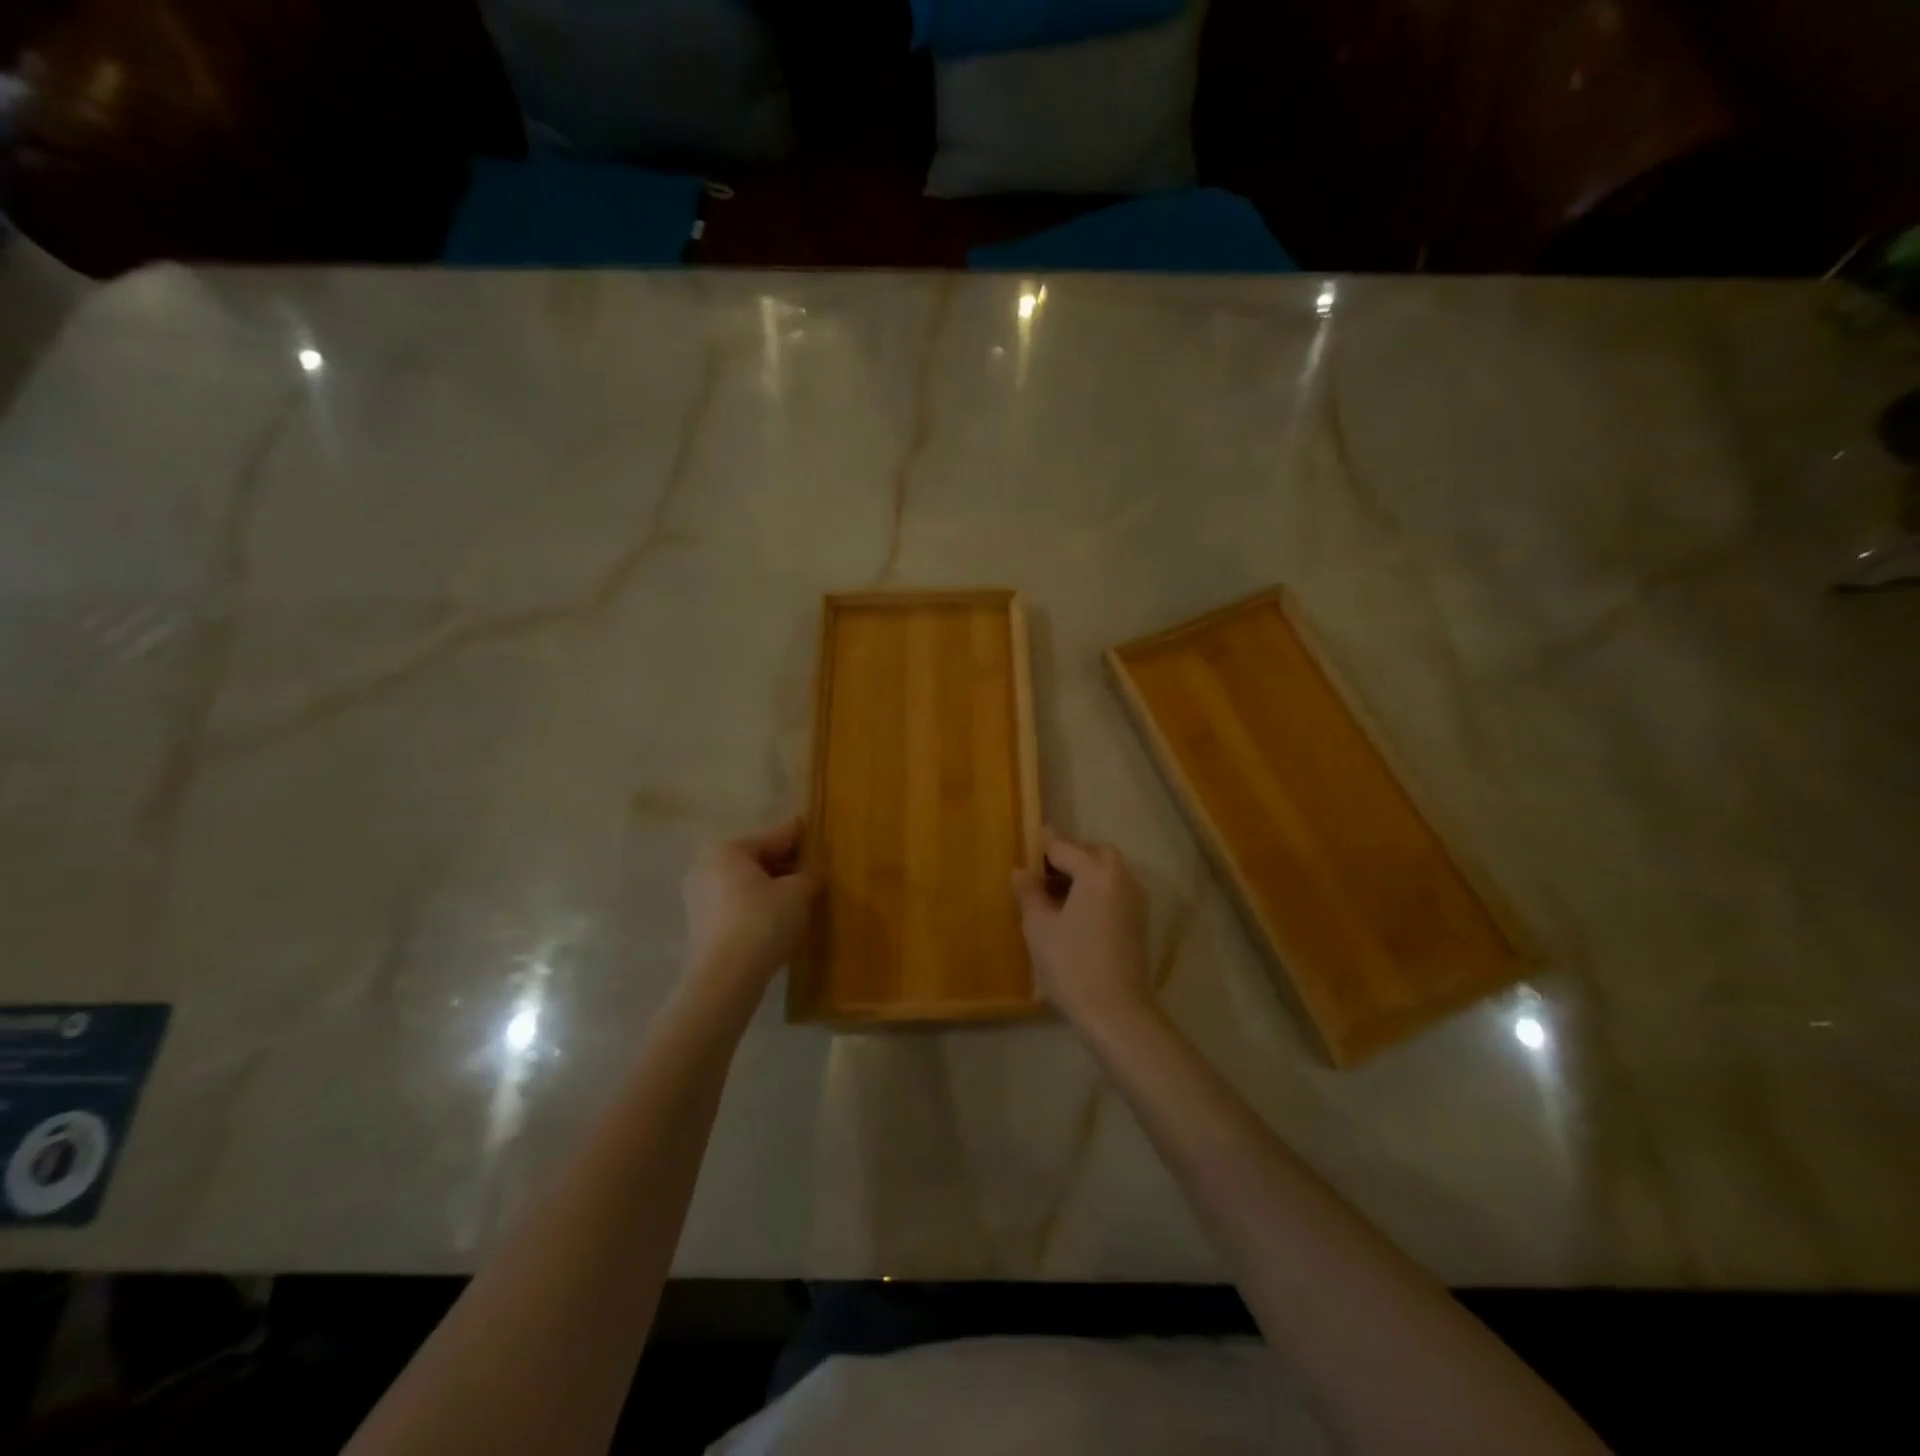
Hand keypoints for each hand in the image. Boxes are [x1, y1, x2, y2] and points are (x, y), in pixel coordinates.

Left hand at [681, 817, 818, 1006]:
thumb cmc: (762, 922)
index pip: (774, 836)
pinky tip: (782, 916)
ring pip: (747, 883)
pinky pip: (738, 904)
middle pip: (758, 859)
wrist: (724, 980)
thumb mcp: (798, 892)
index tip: (818, 830)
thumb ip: (810, 873)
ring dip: (774, 886)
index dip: (801, 836)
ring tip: (804, 894)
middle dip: (787, 864)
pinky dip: (759, 905)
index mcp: (727, 849)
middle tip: (816, 868)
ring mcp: (699, 897)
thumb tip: (816, 867)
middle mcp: (706, 866)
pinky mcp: (702, 925)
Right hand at [1011, 828, 1152, 1030]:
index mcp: (1097, 871)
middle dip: (1067, 857)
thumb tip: (1022, 871)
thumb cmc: (1072, 965)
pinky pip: (1114, 891)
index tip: (1025, 842)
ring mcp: (1135, 900)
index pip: (1064, 846)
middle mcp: (1121, 877)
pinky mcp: (1140, 921)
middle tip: (1040, 872)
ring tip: (1053, 895)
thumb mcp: (1039, 927)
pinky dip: (1095, 891)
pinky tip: (1074, 913)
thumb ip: (1029, 893)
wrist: (1118, 1013)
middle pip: (1092, 853)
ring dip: (1082, 874)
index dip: (1041, 845)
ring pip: (1106, 872)